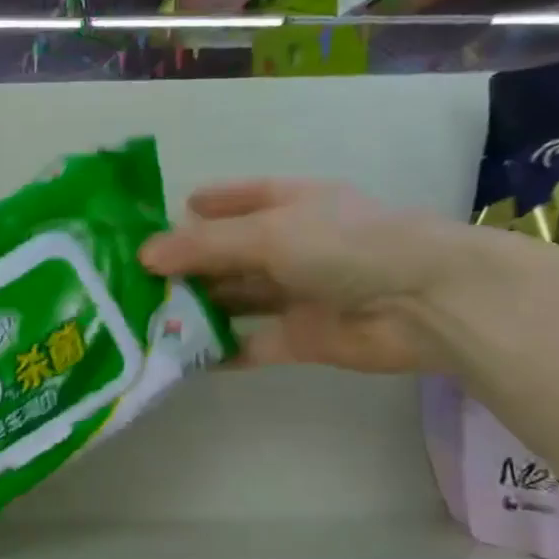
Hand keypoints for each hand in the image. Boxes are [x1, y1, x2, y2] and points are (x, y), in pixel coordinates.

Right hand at [138, 179, 485, 372]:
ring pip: (235, 299)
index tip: (159, 220)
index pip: (239, 199)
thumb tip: (143, 256)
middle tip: (133, 280)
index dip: (203, 207)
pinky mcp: (301, 337)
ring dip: (197, 308)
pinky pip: (251, 343)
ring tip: (146, 318)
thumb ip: (203, 246)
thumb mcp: (267, 234)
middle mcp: (291, 246)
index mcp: (291, 206)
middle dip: (186, 265)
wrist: (425, 304)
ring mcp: (296, 293)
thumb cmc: (346, 246)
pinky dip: (221, 351)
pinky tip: (183, 358)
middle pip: (228, 254)